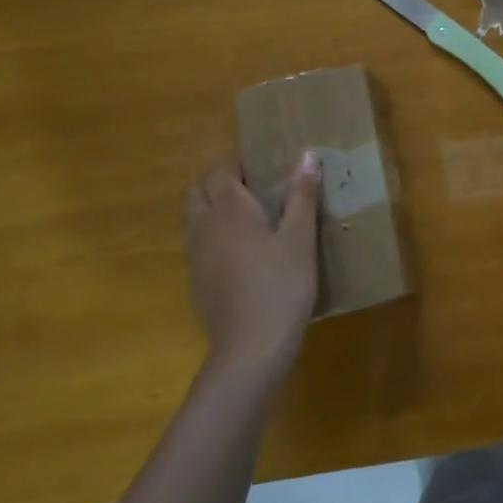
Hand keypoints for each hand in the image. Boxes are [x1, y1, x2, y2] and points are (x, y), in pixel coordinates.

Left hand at [184, 153, 321, 380]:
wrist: (250, 348)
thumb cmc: (281, 284)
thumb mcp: (301, 238)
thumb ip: (302, 195)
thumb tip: (307, 155)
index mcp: (229, 208)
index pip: (220, 169)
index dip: (236, 160)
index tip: (262, 159)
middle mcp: (203, 225)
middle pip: (198, 190)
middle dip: (219, 181)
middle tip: (255, 184)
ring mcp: (195, 255)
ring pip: (194, 217)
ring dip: (213, 207)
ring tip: (249, 214)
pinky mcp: (196, 281)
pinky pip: (198, 243)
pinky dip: (213, 235)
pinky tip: (242, 251)